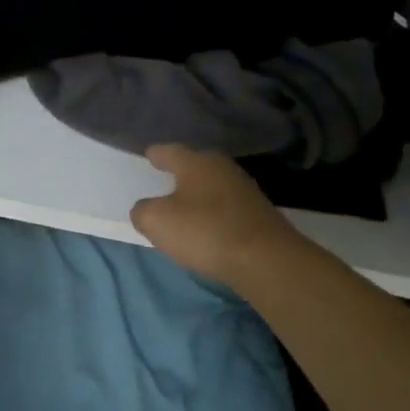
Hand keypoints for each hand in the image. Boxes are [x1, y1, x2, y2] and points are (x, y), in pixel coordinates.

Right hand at [130, 144, 297, 285]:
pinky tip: (207, 226)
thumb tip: (145, 209)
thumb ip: (142, 211)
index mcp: (196, 162)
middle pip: (195, 165)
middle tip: (164, 178)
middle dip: (180, 171)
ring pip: (213, 185)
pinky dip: (213, 212)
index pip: (170, 150)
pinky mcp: (259, 214)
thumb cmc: (205, 231)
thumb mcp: (157, 222)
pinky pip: (226, 206)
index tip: (149, 155)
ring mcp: (245, 190)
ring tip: (183, 205)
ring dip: (198, 193)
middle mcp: (222, 168)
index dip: (157, 154)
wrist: (266, 260)